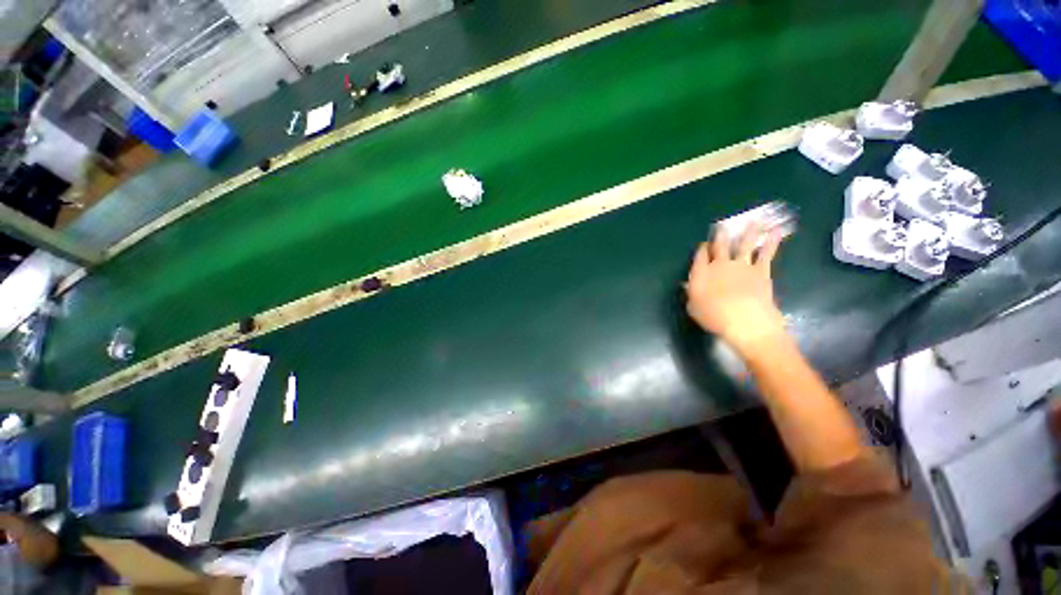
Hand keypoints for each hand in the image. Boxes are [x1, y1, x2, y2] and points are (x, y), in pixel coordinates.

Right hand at [685, 222, 786, 354]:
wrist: (744, 319)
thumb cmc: (713, 316)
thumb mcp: (694, 308)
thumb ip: (691, 294)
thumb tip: (686, 285)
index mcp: (701, 273)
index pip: (699, 257)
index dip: (701, 249)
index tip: (703, 244)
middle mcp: (719, 265)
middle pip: (719, 247)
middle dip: (720, 236)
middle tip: (721, 227)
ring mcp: (741, 265)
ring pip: (743, 245)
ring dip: (749, 233)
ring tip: (754, 221)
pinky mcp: (760, 270)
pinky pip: (766, 254)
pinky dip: (772, 242)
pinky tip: (777, 232)